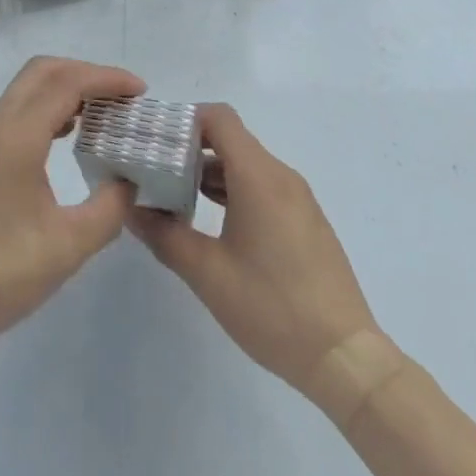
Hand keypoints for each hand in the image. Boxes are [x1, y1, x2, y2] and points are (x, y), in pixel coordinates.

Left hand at [0, 57, 144, 356]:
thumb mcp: (66, 248)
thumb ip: (109, 209)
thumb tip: (130, 180)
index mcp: (16, 137)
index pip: (66, 83)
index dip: (106, 79)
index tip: (140, 91)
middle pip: (43, 71)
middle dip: (87, 73)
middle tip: (122, 97)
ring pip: (27, 89)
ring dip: (66, 88)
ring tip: (103, 113)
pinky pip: (17, 111)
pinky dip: (48, 108)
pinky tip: (68, 136)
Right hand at [128, 104, 379, 406]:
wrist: (345, 357)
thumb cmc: (272, 307)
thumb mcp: (208, 274)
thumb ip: (165, 235)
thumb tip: (131, 209)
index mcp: (258, 176)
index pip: (219, 118)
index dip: (185, 120)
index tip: (156, 141)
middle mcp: (281, 176)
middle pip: (232, 139)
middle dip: (192, 149)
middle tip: (156, 171)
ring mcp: (298, 198)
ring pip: (247, 164)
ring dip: (212, 173)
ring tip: (177, 197)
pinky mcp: (306, 220)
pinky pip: (264, 186)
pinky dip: (235, 190)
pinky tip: (214, 221)